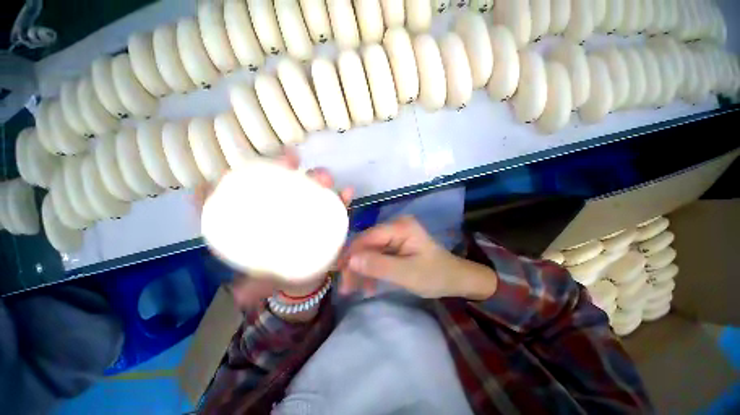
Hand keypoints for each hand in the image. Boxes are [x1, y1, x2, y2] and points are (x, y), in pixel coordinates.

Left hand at [193, 150, 352, 310]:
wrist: (306, 282)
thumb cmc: (277, 277)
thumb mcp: (258, 281)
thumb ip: (249, 285)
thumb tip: (235, 292)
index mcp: (265, 219)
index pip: (254, 190)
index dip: (247, 175)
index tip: (250, 165)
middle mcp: (288, 209)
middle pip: (286, 182)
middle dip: (287, 166)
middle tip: (291, 161)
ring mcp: (310, 211)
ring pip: (314, 189)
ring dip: (319, 178)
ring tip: (324, 178)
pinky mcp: (330, 219)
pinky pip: (338, 205)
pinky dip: (343, 198)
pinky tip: (347, 192)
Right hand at [340, 216, 497, 299]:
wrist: (454, 279)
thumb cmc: (435, 275)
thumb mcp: (407, 274)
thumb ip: (378, 266)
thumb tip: (350, 260)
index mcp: (400, 227)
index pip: (367, 237)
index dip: (351, 254)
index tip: (339, 274)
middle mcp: (395, 226)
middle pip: (366, 244)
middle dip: (355, 265)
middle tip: (346, 288)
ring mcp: (394, 236)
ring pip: (369, 251)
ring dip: (361, 270)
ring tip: (356, 290)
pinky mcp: (395, 245)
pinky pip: (377, 256)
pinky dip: (371, 271)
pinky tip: (369, 286)